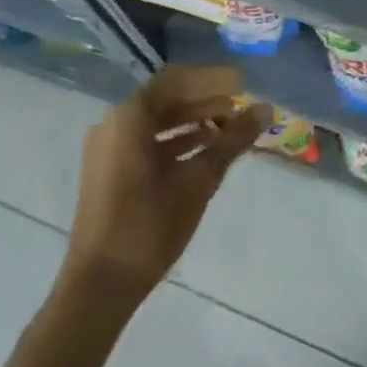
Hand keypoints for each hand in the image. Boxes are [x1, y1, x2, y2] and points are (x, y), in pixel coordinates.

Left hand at [65, 65, 268, 298]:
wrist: (99, 288)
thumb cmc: (150, 225)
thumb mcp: (199, 179)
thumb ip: (233, 140)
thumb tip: (267, 108)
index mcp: (130, 117)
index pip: (177, 79)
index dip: (213, 78)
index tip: (243, 84)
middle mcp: (114, 123)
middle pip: (167, 97)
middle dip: (206, 99)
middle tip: (241, 105)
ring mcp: (108, 148)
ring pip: (158, 120)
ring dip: (194, 119)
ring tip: (230, 127)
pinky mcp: (109, 170)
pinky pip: (147, 140)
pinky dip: (177, 139)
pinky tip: (205, 149)